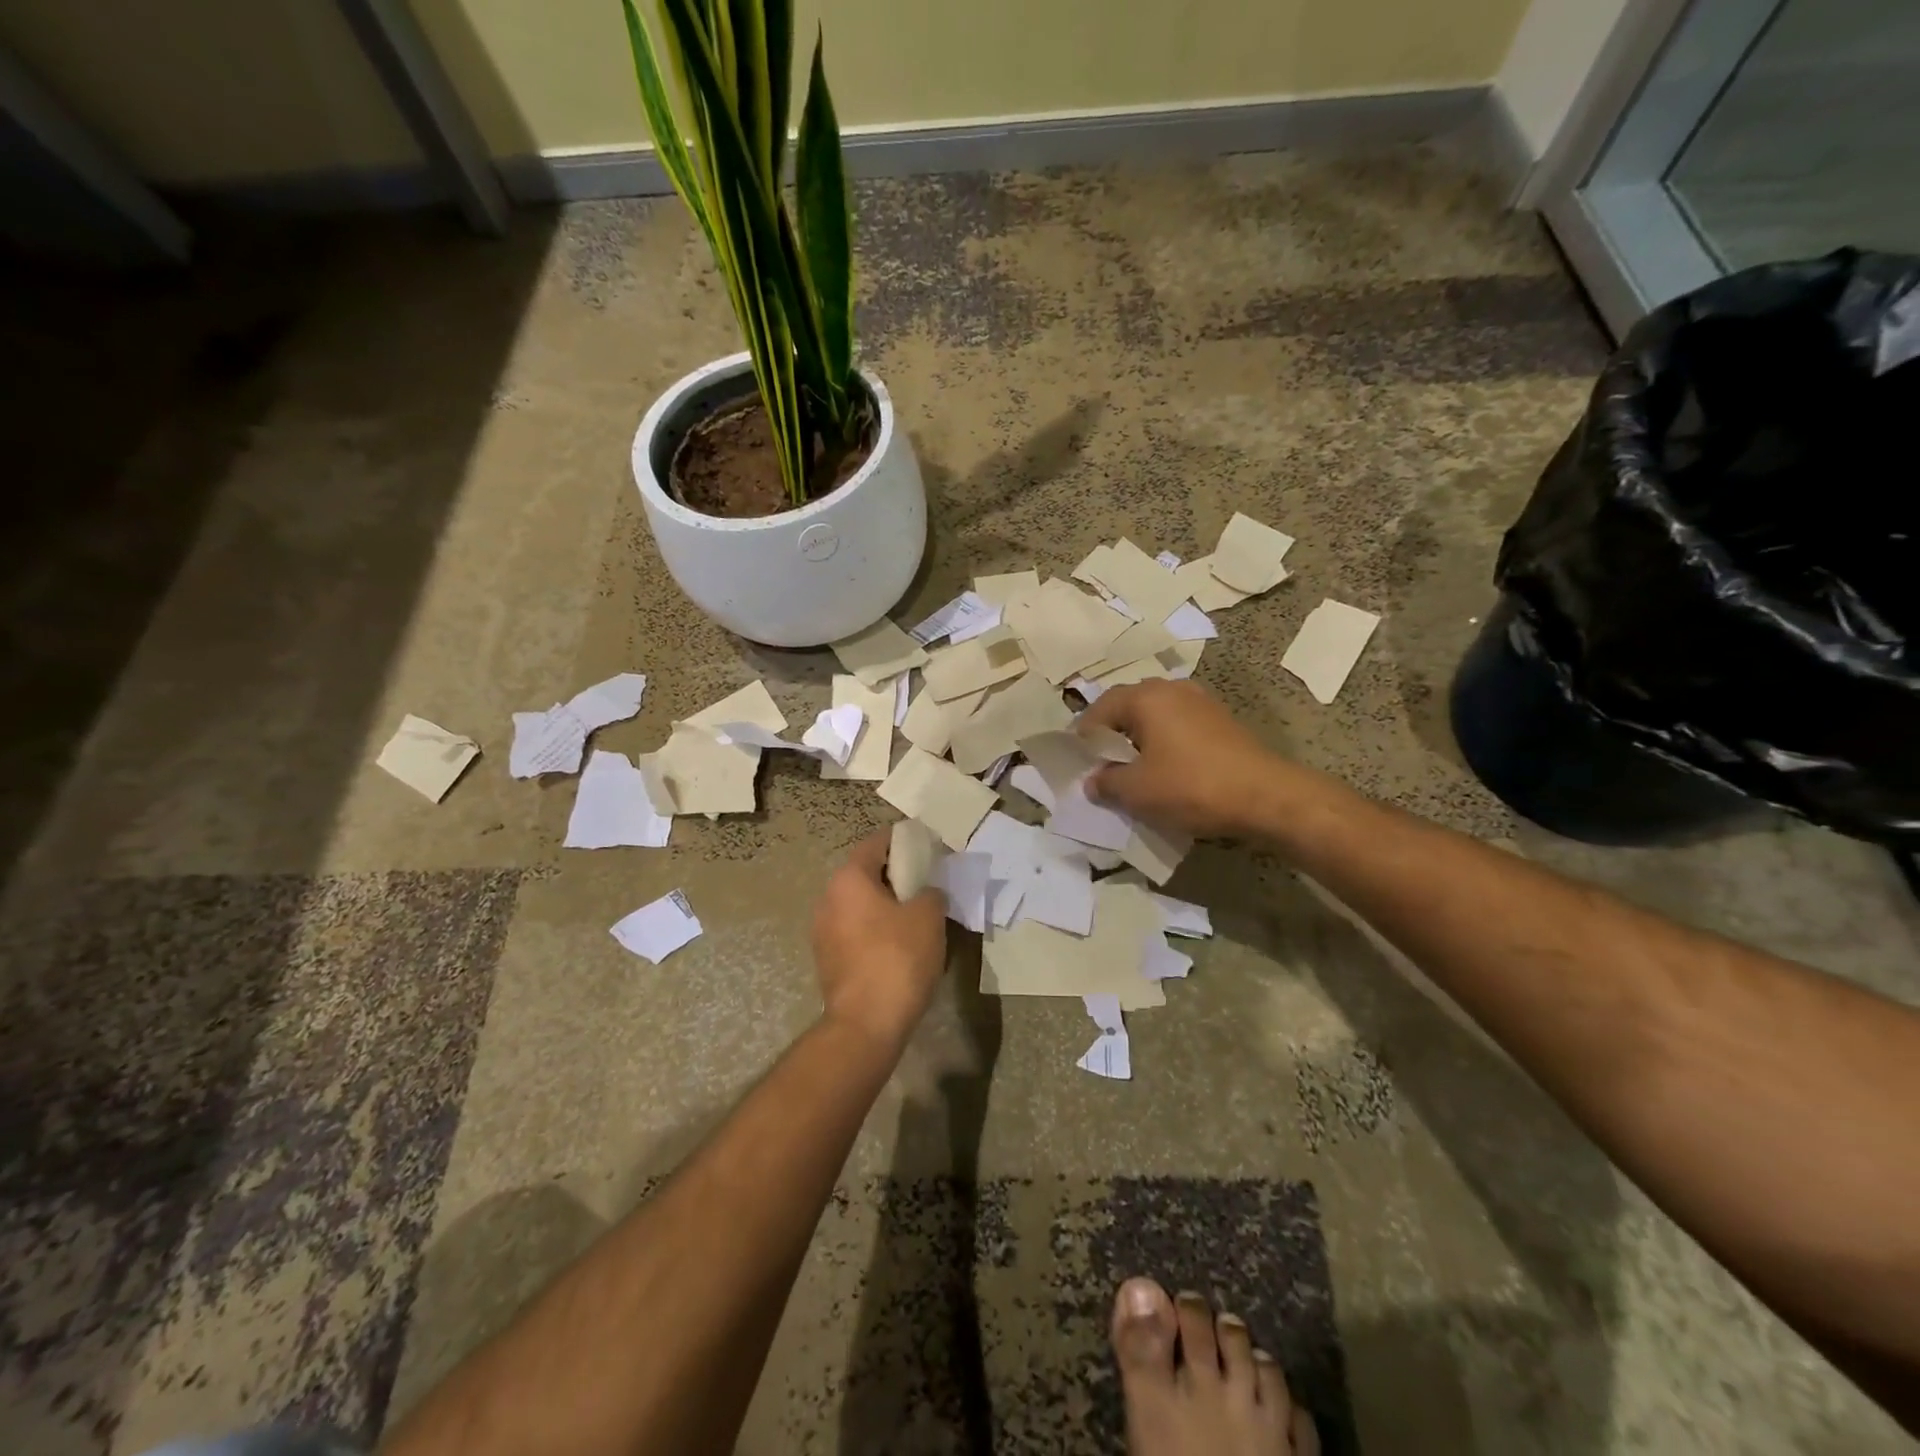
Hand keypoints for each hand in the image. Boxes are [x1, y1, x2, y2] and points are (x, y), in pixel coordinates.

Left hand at [812, 830, 948, 1056]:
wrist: (866, 1024)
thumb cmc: (898, 958)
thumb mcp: (928, 916)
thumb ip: (930, 892)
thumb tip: (926, 893)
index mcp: (849, 879)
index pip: (877, 843)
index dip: (904, 841)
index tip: (928, 848)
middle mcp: (828, 898)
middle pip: (866, 873)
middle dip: (896, 875)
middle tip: (928, 882)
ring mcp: (823, 931)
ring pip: (860, 904)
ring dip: (886, 905)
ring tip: (917, 915)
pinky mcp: (827, 959)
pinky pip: (856, 931)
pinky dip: (876, 929)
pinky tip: (900, 944)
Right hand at [1079, 680, 1291, 838]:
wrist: (1267, 797)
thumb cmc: (1192, 787)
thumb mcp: (1137, 791)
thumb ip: (1106, 782)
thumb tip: (1093, 780)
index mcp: (1146, 697)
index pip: (1100, 709)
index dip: (1084, 737)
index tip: (1078, 763)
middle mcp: (1172, 689)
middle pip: (1128, 707)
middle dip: (1111, 736)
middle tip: (1102, 766)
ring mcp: (1201, 702)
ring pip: (1155, 717)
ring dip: (1139, 740)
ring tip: (1133, 771)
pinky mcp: (1221, 721)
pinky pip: (1178, 727)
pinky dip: (1164, 745)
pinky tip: (1166, 771)